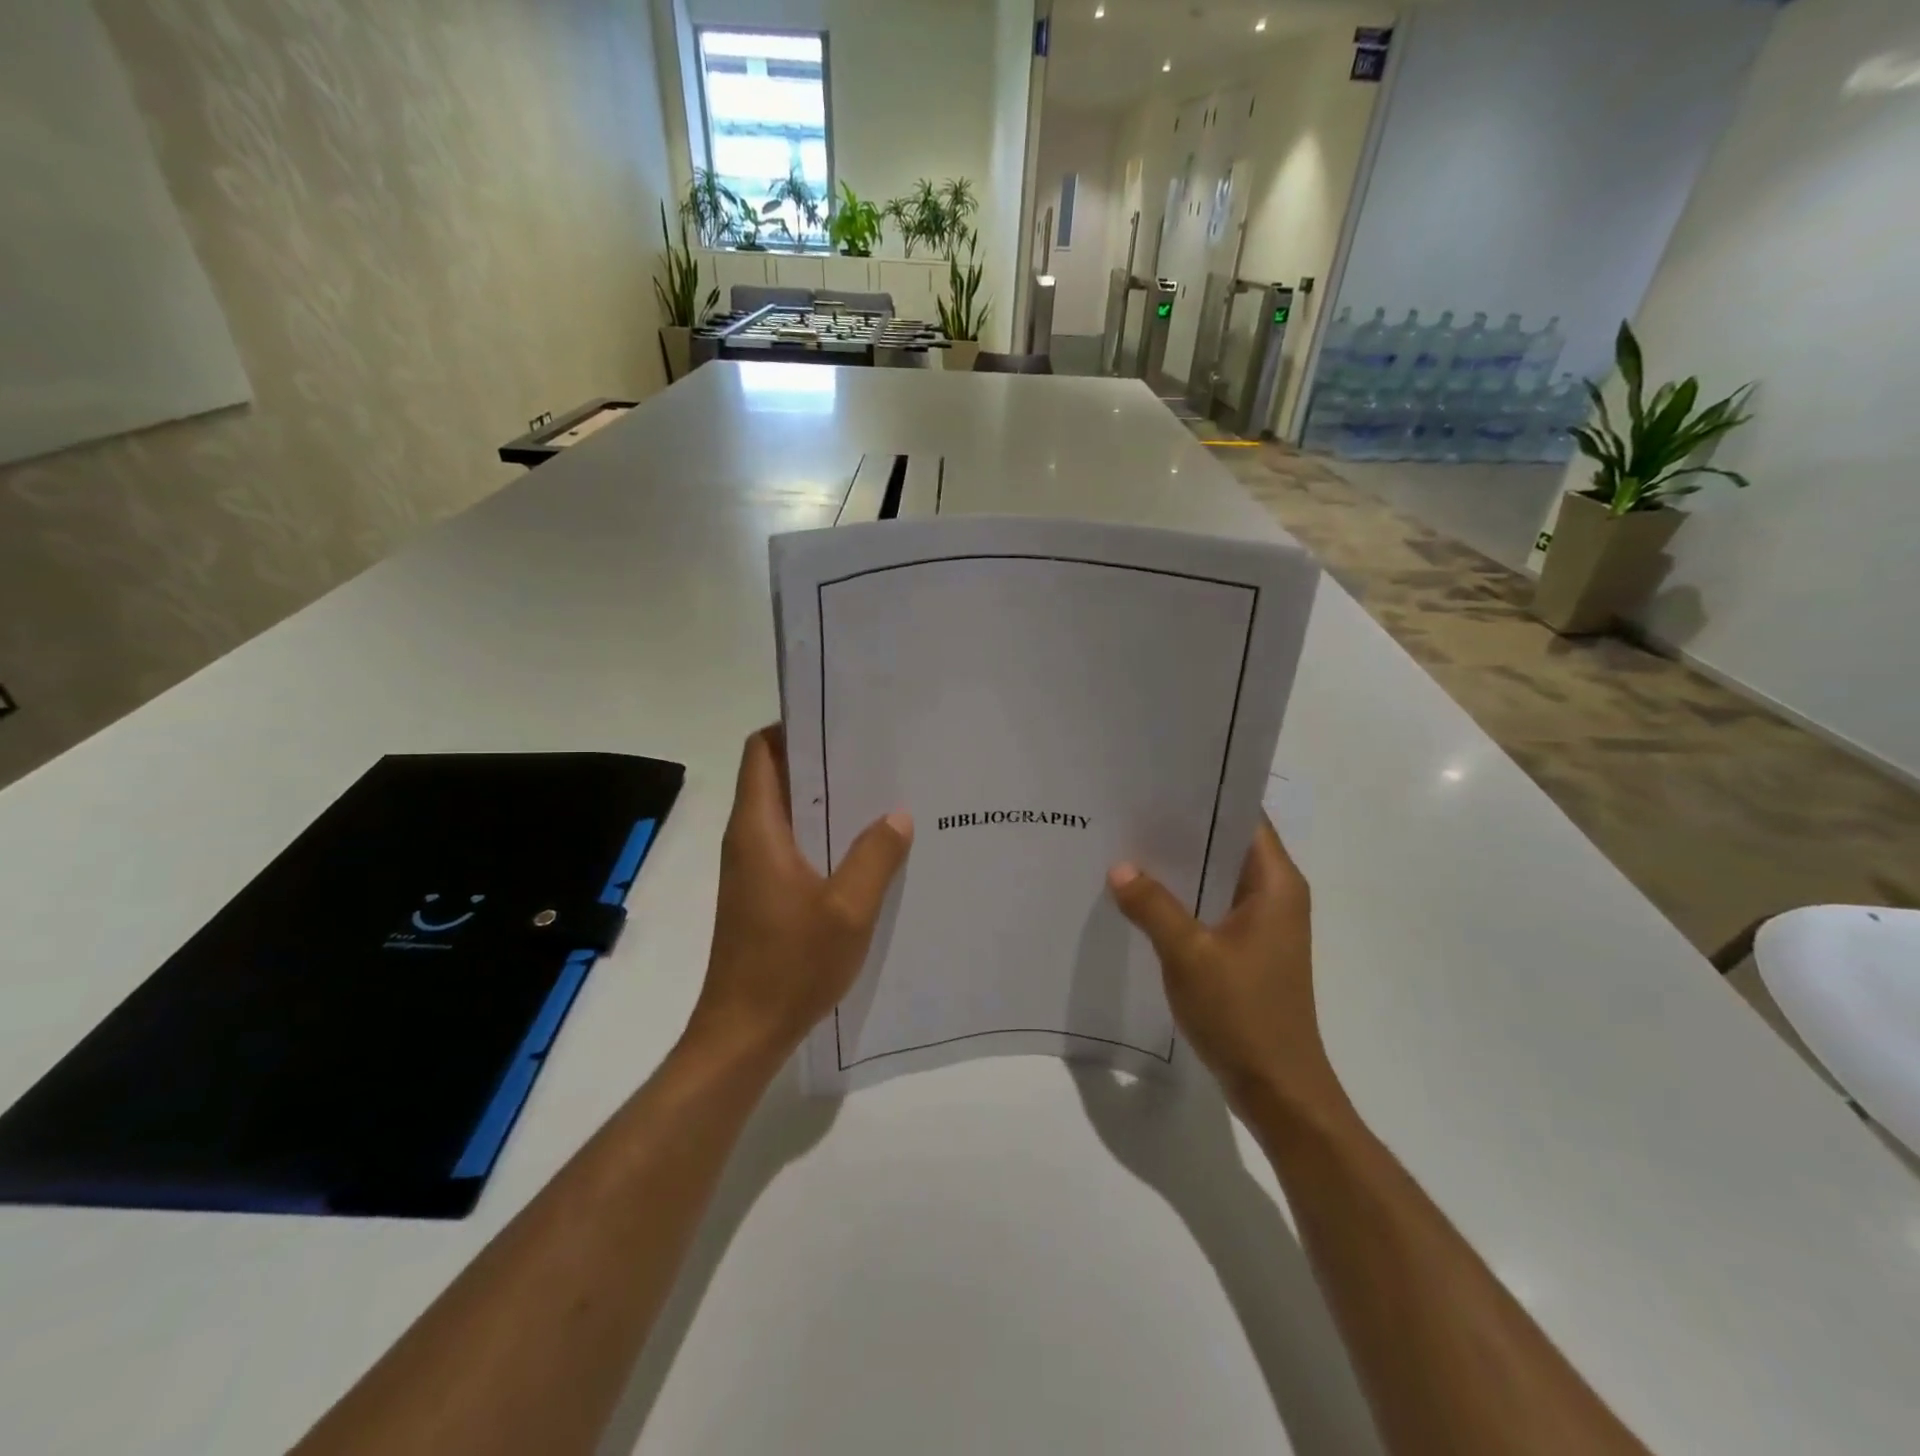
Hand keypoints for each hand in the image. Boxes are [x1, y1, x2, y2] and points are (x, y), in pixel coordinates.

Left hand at [686, 725, 912, 1064]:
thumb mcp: (848, 909)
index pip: (761, 752)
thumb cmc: (790, 965)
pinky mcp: (760, 892)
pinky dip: (820, 834)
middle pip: (775, 776)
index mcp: (757, 829)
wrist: (744, 1032)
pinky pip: (790, 844)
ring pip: (785, 813)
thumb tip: (897, 814)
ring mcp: (751, 868)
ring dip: (823, 800)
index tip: (840, 722)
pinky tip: (863, 848)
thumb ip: (875, 856)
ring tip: (878, 794)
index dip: (793, 727)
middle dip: (819, 760)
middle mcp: (747, 839)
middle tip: (875, 754)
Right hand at [1107, 817, 1341, 1113]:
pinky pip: (1211, 906)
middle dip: (1182, 828)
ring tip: (1127, 845)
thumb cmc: (1243, 1014)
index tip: (1159, 779)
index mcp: (1276, 884)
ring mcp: (1262, 924)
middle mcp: (1275, 895)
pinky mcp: (1247, 949)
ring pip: (1216, 877)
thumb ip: (1153, 906)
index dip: (1205, 794)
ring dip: (1179, 865)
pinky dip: (1182, 897)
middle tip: (1130, 809)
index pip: (1245, 817)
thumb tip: (1119, 867)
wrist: (1278, 1089)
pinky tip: (1142, 895)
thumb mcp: (1189, 955)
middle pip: (1227, 843)